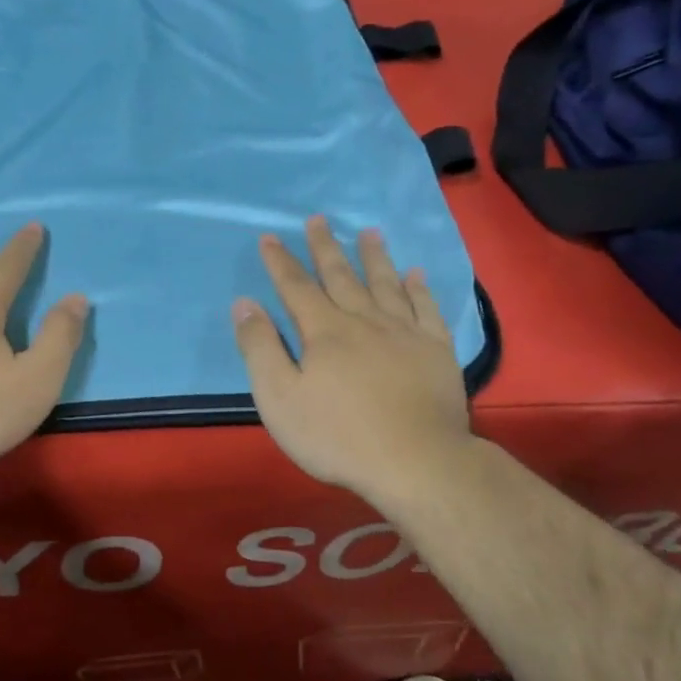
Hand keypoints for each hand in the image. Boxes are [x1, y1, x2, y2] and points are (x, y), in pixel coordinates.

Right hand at [232, 216, 471, 505]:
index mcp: (324, 332)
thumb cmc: (337, 435)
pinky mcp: (436, 351)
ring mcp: (405, 334)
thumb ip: (260, 348)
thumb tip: (244, 304)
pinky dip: (420, 289)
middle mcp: (364, 321)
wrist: (415, 461)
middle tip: (319, 219)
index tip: (270, 238)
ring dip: (375, 258)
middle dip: (326, 248)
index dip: (281, 263)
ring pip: (386, 285)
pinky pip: (427, 309)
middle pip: (341, 277)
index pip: (296, 288)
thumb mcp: (280, 398)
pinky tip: (416, 276)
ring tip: (370, 233)